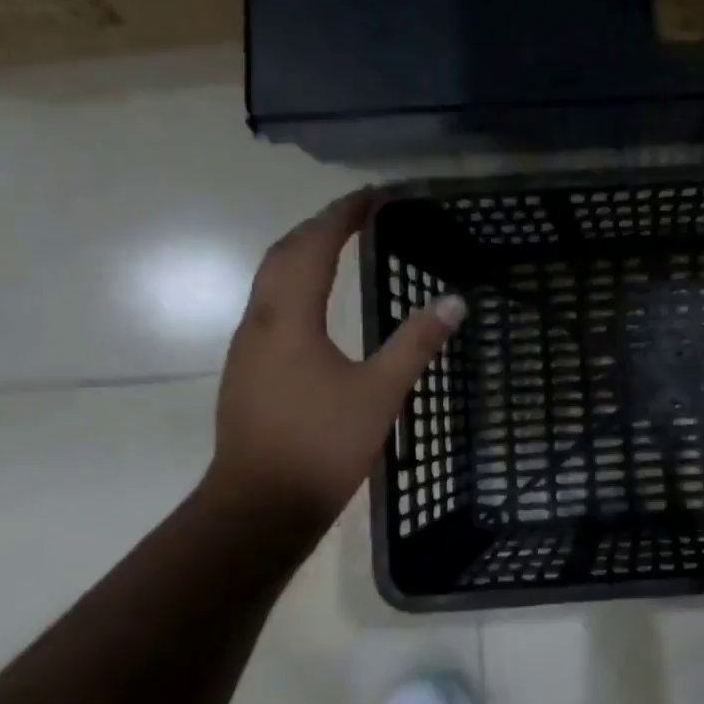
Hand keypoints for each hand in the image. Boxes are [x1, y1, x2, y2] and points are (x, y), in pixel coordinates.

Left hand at [207, 192, 464, 517]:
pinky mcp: (249, 374)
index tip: (372, 196)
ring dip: (302, 255)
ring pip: (270, 283)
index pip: (312, 248)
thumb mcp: (381, 392)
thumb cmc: (322, 445)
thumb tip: (455, 299)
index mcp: (288, 320)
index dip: (341, 216)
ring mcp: (248, 351)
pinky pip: (271, 309)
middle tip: (357, 214)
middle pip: (282, 256)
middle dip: (318, 227)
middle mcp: (259, 324)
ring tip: (339, 246)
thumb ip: (416, 342)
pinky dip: (296, 286)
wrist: (259, 508)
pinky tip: (317, 305)